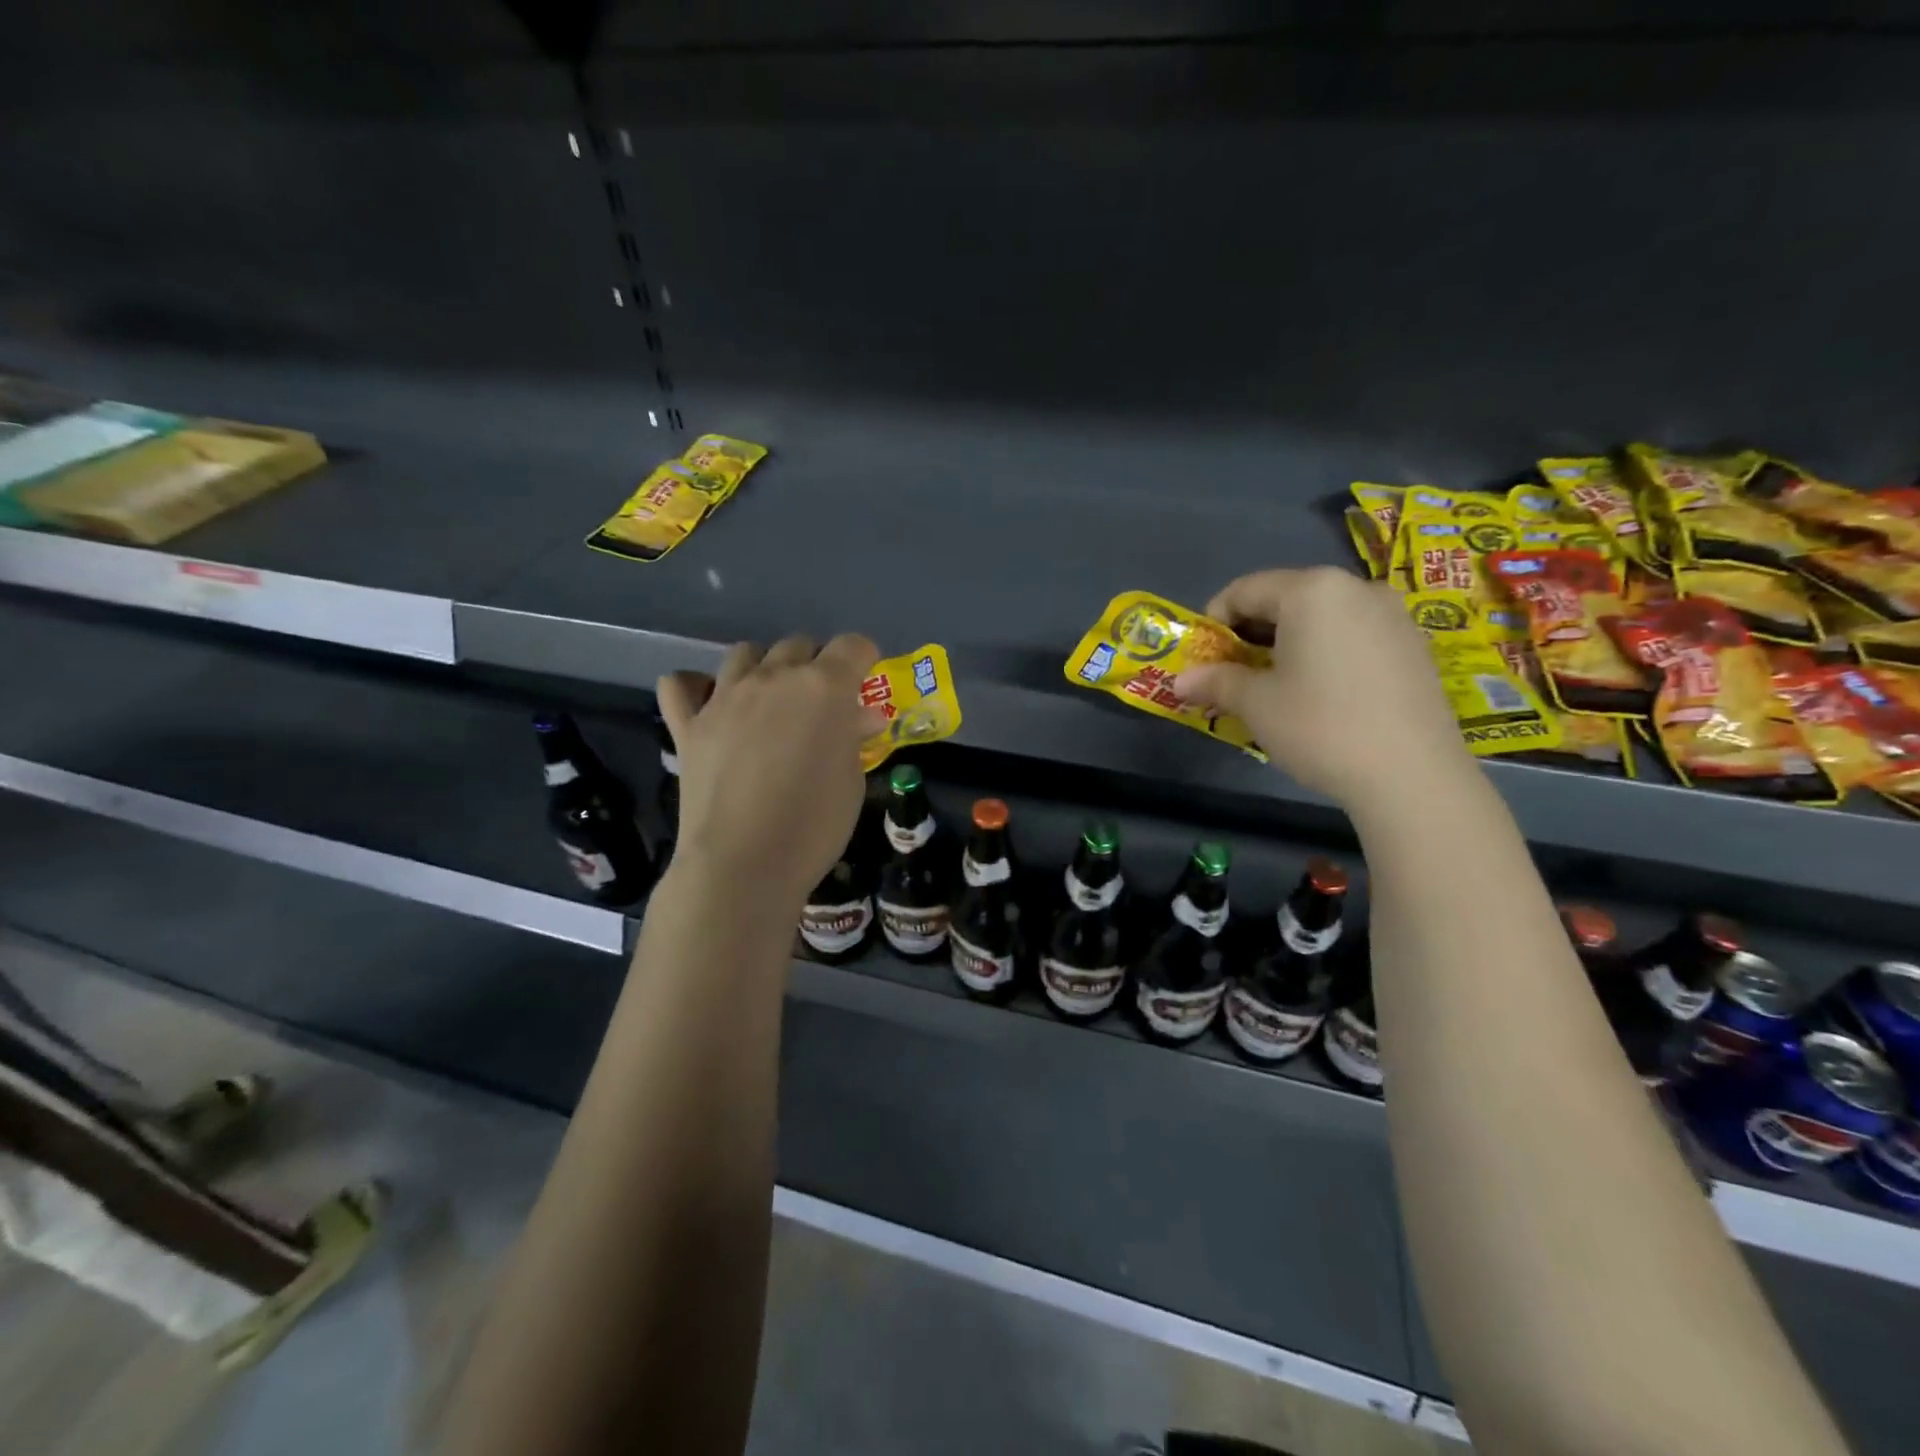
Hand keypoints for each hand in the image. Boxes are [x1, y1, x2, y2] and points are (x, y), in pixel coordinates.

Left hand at [657, 633, 879, 910]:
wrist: (743, 864)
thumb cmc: (814, 826)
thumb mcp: (851, 783)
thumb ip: (852, 738)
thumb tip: (859, 717)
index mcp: (824, 687)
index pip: (853, 646)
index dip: (864, 658)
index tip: (866, 681)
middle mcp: (774, 678)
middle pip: (799, 645)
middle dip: (817, 664)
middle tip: (822, 703)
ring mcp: (725, 697)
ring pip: (746, 653)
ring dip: (765, 668)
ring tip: (771, 700)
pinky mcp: (689, 723)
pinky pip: (681, 684)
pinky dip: (696, 686)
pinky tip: (710, 703)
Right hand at [1173, 567, 1468, 807]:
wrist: (1411, 774)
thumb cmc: (1320, 726)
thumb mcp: (1256, 704)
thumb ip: (1216, 682)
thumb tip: (1178, 683)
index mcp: (1311, 591)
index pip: (1245, 590)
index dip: (1213, 621)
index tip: (1202, 657)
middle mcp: (1355, 588)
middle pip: (1285, 598)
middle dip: (1250, 632)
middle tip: (1232, 672)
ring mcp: (1392, 615)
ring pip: (1322, 617)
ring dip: (1287, 643)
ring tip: (1274, 685)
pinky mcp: (1414, 645)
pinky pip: (1353, 634)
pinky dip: (1324, 652)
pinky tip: (1320, 692)